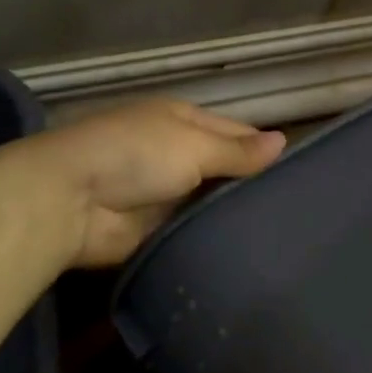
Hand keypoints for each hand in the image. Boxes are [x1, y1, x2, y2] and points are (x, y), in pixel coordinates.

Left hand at [21, 100, 285, 266]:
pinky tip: (251, 251)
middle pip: (227, 169)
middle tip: (301, 213)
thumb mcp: (193, 145)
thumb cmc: (135, 155)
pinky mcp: (158, 229)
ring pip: (213, 203)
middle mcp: (178, 153)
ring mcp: (168, 193)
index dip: (266, 150)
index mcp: (184, 121)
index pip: (238, 133)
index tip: (302, 174)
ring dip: (236, 215)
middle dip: (254, 186)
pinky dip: (216, 238)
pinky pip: (196, 232)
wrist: (69, 201)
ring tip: (286, 235)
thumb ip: (237, 151)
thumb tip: (283, 141)